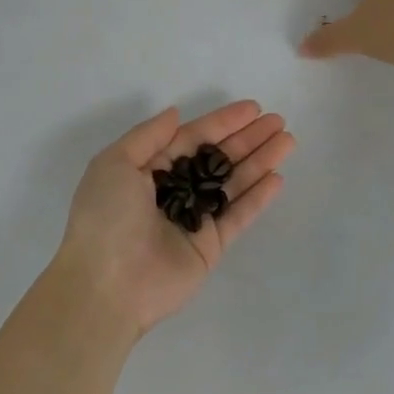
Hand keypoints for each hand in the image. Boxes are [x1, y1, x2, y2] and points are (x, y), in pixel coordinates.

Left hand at [55, 101, 293, 336]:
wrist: (106, 285)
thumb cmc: (106, 216)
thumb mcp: (115, 163)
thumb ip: (148, 136)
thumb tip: (175, 113)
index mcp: (148, 169)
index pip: (192, 138)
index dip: (222, 122)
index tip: (253, 108)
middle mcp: (174, 191)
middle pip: (217, 158)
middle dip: (248, 139)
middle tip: (278, 122)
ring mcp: (194, 219)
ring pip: (233, 184)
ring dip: (259, 162)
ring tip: (287, 141)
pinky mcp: (210, 247)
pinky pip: (237, 216)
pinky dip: (257, 198)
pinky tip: (277, 178)